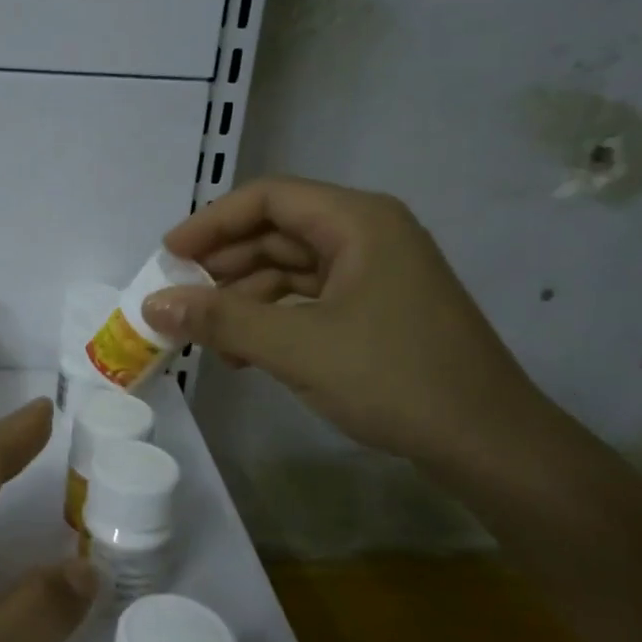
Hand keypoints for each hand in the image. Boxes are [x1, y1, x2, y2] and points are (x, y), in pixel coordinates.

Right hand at [141, 177, 543, 466]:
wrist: (489, 444)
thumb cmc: (395, 379)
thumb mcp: (297, 347)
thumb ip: (221, 321)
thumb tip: (153, 305)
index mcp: (359, 222)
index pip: (269, 198)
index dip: (212, 222)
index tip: (169, 256)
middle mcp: (369, 236)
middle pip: (278, 232)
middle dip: (224, 265)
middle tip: (179, 298)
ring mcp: (376, 275)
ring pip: (291, 269)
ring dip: (244, 298)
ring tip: (207, 336)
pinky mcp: (377, 311)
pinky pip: (309, 300)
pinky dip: (272, 320)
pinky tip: (245, 353)